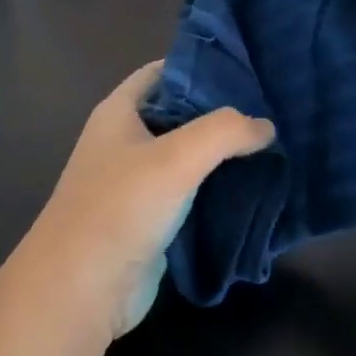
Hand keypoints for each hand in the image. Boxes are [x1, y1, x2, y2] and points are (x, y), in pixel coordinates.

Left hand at [19, 62, 274, 339]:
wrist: (81, 289)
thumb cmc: (121, 208)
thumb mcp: (176, 157)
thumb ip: (225, 131)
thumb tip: (265, 127)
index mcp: (119, 112)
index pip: (164, 71)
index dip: (202, 66)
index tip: (249, 68)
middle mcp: (126, 141)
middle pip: (180, 113)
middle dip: (222, 112)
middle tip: (273, 108)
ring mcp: (137, 182)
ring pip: (188, 156)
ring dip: (224, 154)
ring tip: (274, 144)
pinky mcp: (151, 219)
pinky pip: (190, 193)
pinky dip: (218, 188)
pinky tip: (256, 186)